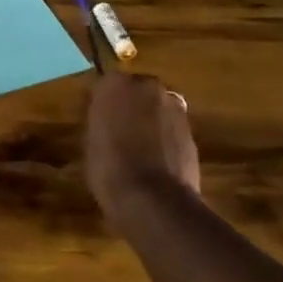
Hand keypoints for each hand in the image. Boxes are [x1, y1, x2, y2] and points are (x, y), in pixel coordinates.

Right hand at [84, 72, 200, 212]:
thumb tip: (107, 116)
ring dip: (149, 119)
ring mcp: (174, 106)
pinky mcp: (191, 129)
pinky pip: (171, 126)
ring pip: (157, 107)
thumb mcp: (90, 140)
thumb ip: (101, 119)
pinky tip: (156, 158)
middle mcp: (147, 86)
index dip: (102, 102)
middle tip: (118, 129)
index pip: (106, 83)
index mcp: (115, 84)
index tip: (97, 118)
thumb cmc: (108, 167)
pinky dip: (164, 136)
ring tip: (139, 146)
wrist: (153, 198)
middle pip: (136, 90)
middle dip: (130, 105)